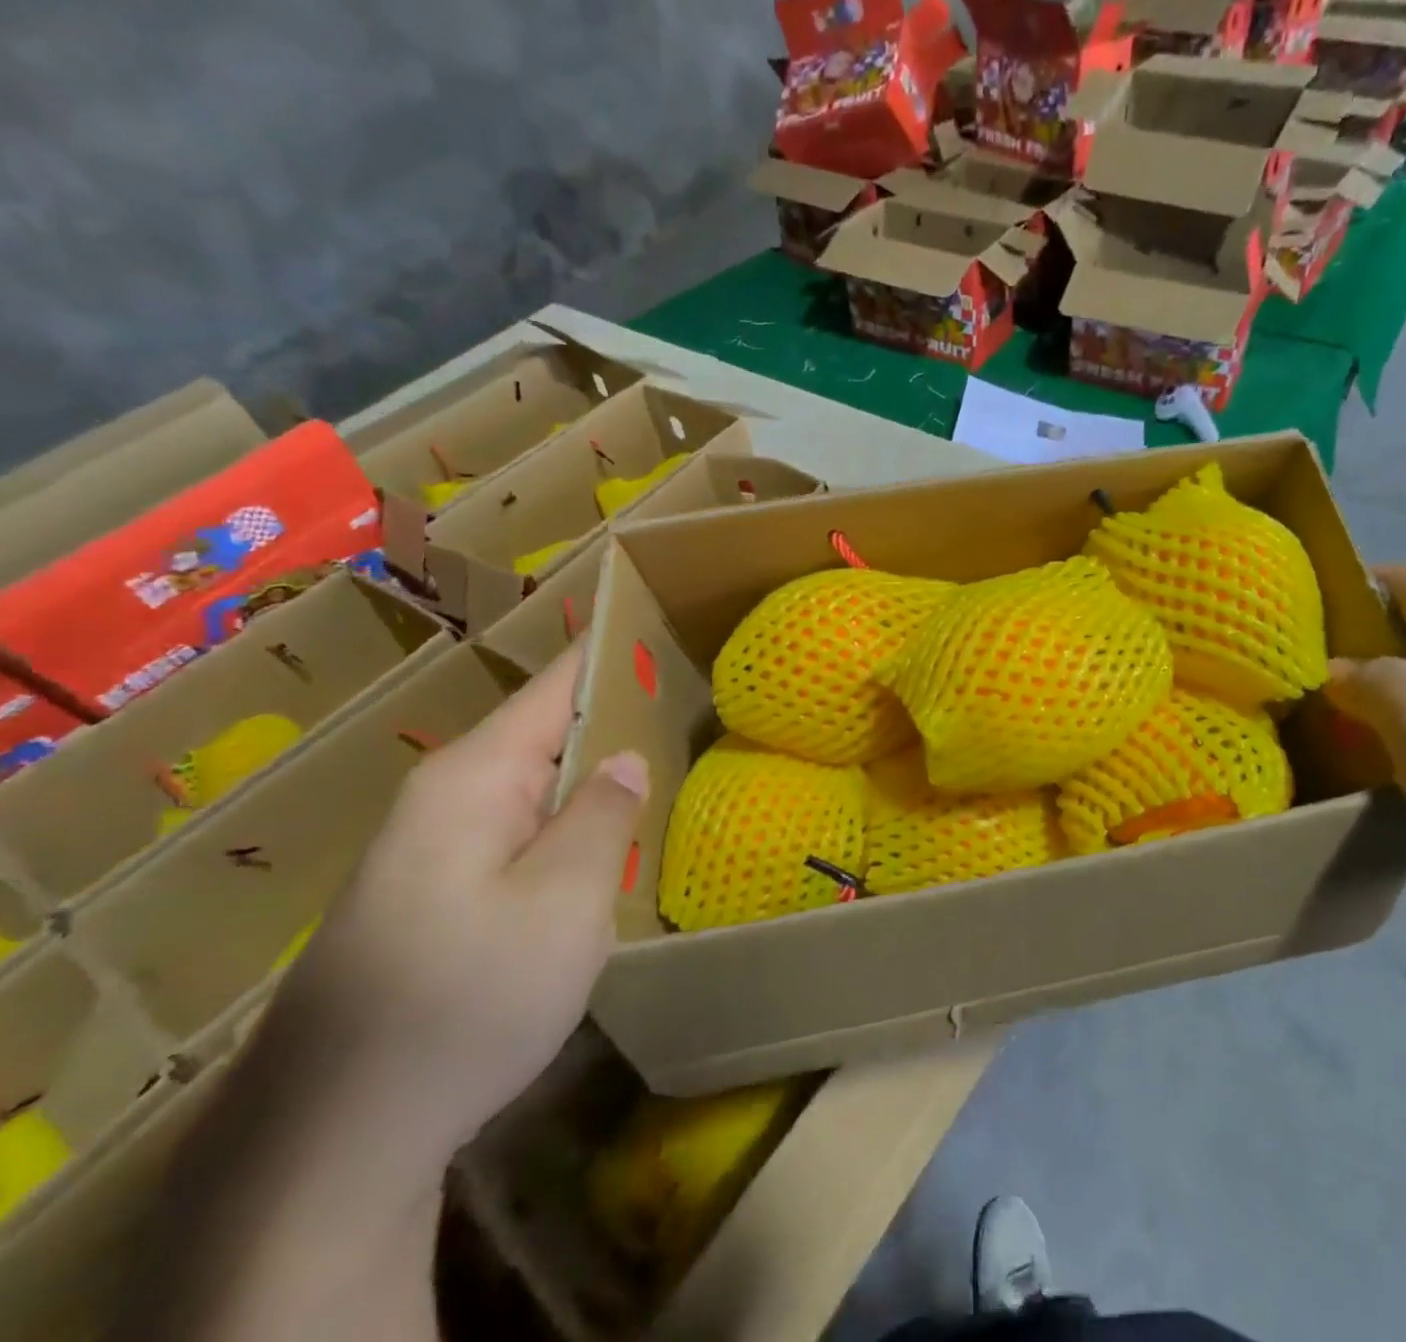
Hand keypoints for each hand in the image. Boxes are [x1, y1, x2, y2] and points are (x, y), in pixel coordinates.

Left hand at [264, 644, 648, 1167]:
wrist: (336, 1141)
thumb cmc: (465, 1002)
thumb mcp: (563, 903)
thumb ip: (603, 815)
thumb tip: (628, 756)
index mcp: (476, 777)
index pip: (560, 684)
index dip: (618, 654)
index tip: (674, 629)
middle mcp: (451, 796)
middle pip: (552, 731)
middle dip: (623, 717)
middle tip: (703, 707)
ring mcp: (442, 847)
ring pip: (543, 785)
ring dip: (603, 775)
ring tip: (678, 762)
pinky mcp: (446, 893)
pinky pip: (527, 831)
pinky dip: (579, 823)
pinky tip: (619, 840)